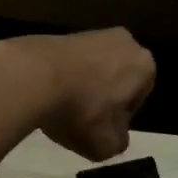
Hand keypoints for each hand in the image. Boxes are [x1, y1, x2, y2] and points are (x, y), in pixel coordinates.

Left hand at [0, 28, 155, 160]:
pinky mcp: (63, 33)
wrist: (33, 77)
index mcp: (144, 65)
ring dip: (82, 86)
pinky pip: (71, 62)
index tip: (101, 128)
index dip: (119, 118)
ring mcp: (92, 33)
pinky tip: (48, 93)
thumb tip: (114, 135)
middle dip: (102, 96)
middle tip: (83, 118)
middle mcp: (124, 42)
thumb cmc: (82, 110)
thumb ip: (119, 142)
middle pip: (117, 78)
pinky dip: (63, 76)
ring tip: (62, 107)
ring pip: (94, 68)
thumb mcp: (107, 145)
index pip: (138, 98)